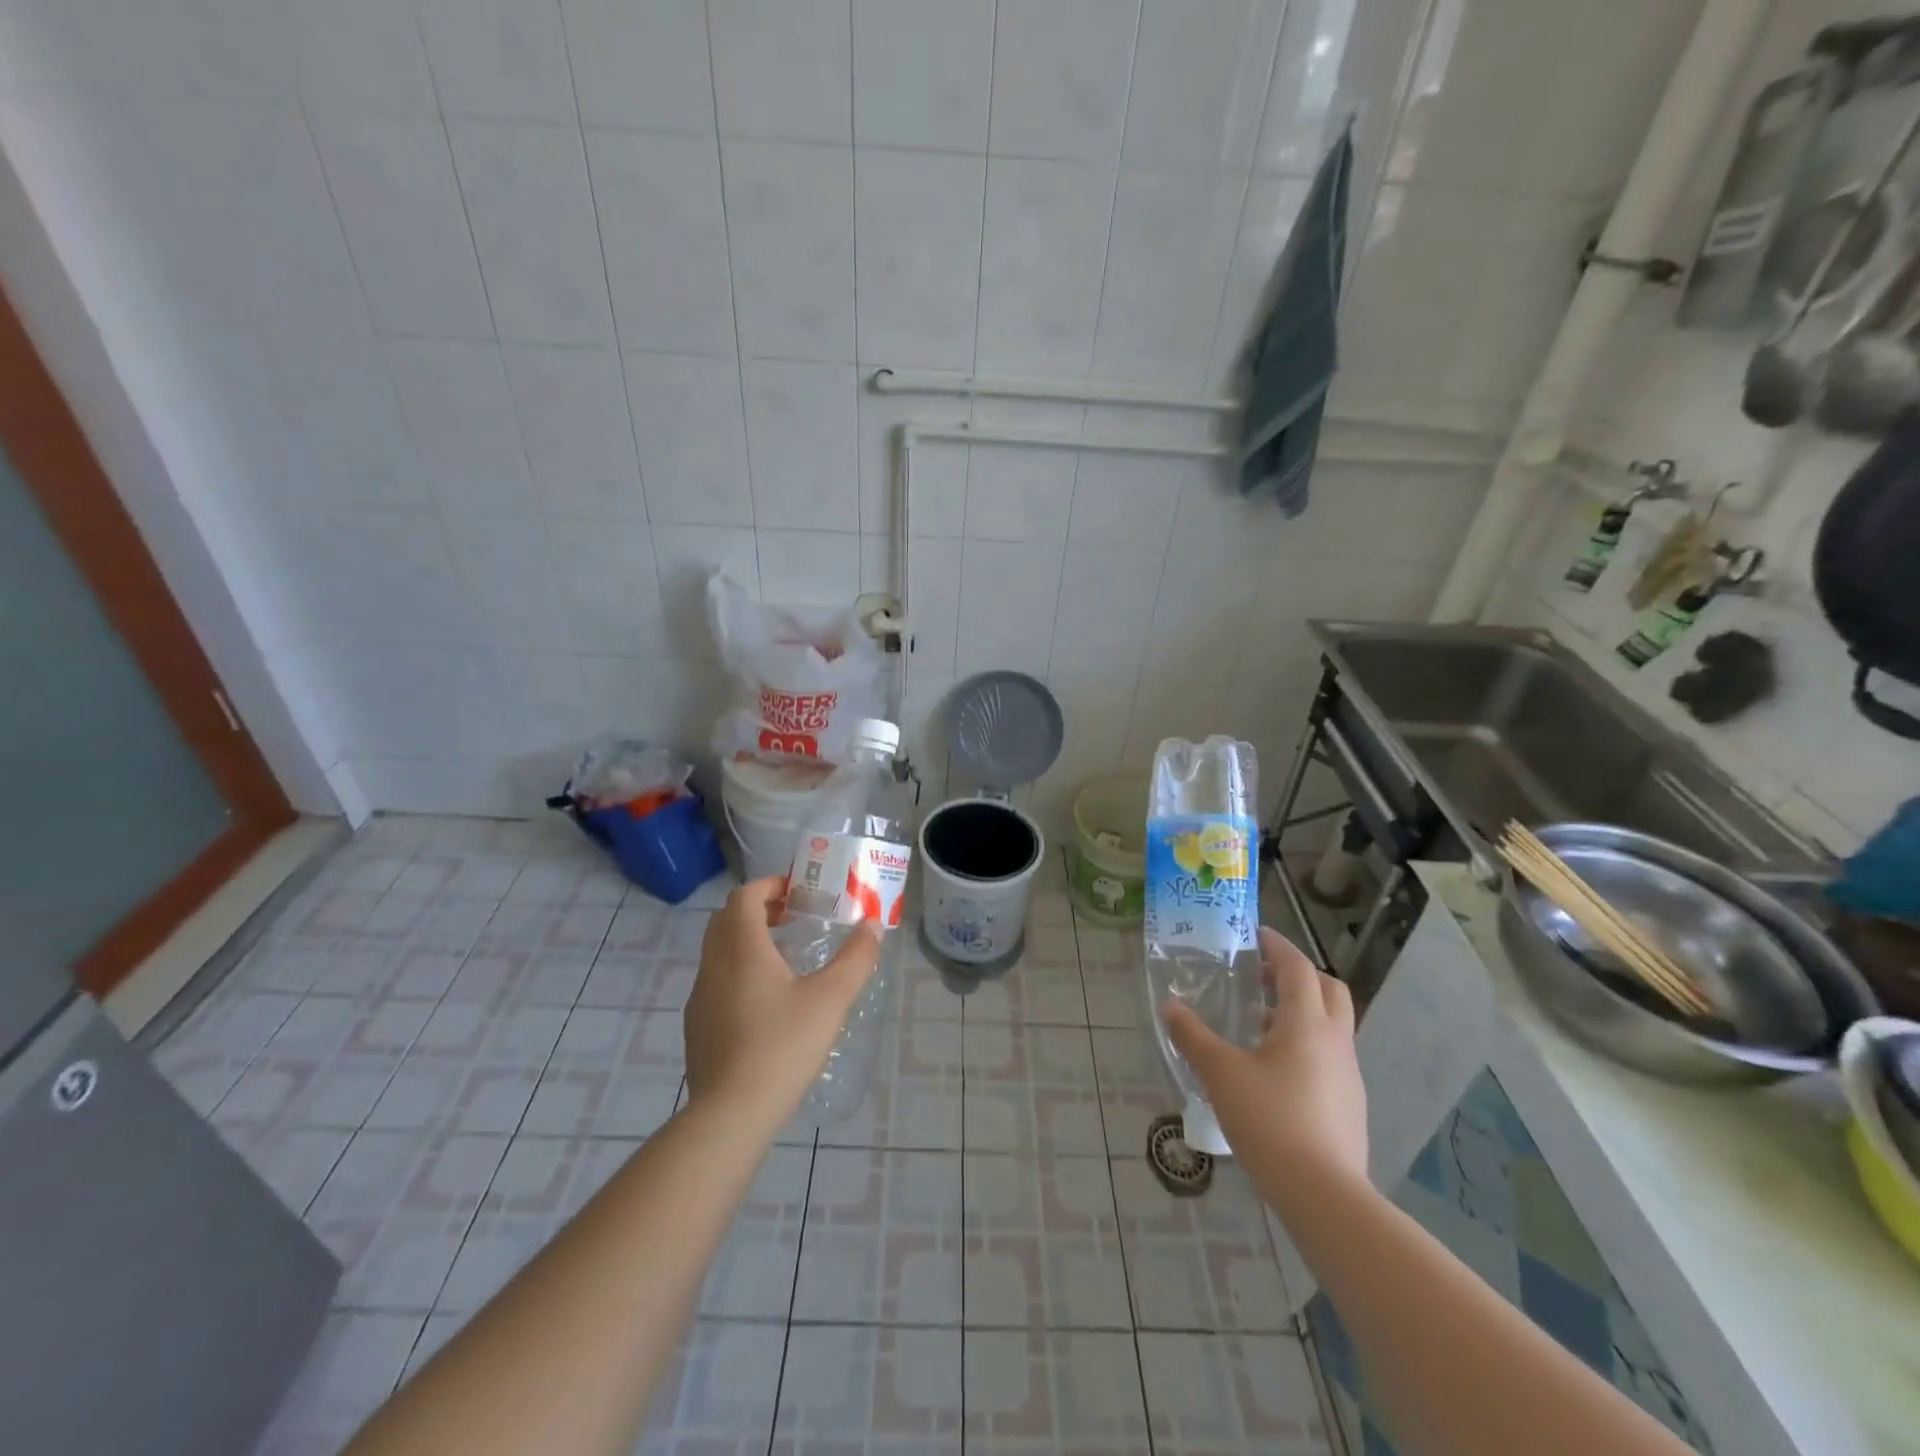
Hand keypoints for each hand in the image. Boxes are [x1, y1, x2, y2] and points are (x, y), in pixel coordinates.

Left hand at [683, 877, 882, 1125]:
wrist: (731, 1114)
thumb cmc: (783, 1046)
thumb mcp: (831, 999)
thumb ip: (856, 958)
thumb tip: (873, 926)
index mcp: (742, 948)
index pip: (745, 895)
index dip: (770, 885)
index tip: (798, 891)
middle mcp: (714, 964)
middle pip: (727, 918)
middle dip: (758, 909)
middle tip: (793, 917)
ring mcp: (700, 996)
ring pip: (718, 950)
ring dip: (746, 940)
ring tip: (784, 957)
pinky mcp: (697, 1025)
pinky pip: (715, 980)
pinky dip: (737, 971)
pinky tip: (765, 1002)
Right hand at [1162, 927, 1367, 1190]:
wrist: (1325, 1195)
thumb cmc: (1270, 1120)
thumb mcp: (1221, 1074)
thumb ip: (1193, 1037)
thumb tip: (1169, 1007)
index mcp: (1306, 1023)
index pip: (1298, 968)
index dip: (1278, 946)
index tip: (1256, 935)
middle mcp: (1335, 1041)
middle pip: (1328, 989)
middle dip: (1299, 974)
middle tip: (1263, 975)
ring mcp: (1348, 1074)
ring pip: (1331, 1024)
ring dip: (1301, 1011)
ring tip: (1259, 1023)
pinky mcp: (1350, 1104)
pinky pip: (1330, 1055)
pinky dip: (1306, 1044)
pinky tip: (1275, 1070)